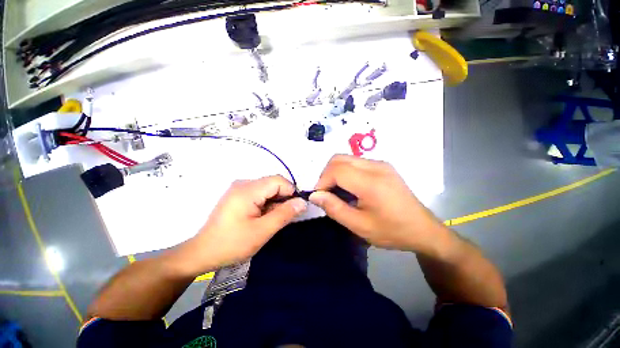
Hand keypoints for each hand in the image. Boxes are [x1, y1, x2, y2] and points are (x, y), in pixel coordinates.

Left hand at [181, 176, 306, 273]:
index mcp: (248, 190)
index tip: (294, 209)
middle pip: (273, 183)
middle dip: (283, 198)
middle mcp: (244, 183)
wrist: (202, 253)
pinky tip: (263, 217)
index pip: (279, 181)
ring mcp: (240, 189)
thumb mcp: (262, 231)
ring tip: (271, 220)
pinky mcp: (238, 195)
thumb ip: (284, 214)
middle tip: (283, 217)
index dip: (290, 192)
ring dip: (275, 202)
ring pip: (268, 189)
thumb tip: (302, 202)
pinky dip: (267, 203)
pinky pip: (260, 194)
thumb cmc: (232, 244)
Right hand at [309, 155, 441, 252]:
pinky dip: (345, 172)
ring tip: (337, 191)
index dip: (322, 181)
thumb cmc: (392, 231)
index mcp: (371, 182)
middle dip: (326, 174)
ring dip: (335, 172)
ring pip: (346, 158)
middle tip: (326, 193)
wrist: (423, 229)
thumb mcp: (359, 225)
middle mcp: (375, 166)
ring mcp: (380, 164)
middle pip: (339, 159)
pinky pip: (356, 162)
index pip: (336, 170)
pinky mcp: (383, 166)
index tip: (319, 197)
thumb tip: (315, 195)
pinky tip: (350, 187)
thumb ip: (334, 208)